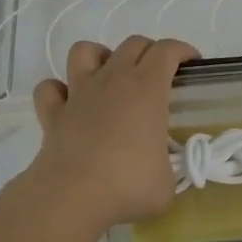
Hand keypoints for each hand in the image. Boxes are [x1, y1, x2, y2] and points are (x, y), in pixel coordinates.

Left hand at [21, 36, 199, 235]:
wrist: (72, 196)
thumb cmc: (128, 184)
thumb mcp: (167, 181)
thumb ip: (167, 167)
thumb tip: (160, 170)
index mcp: (147, 89)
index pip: (167, 51)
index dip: (182, 50)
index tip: (192, 64)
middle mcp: (113, 80)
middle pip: (132, 44)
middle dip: (149, 51)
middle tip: (158, 75)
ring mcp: (79, 93)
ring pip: (84, 51)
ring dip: (100, 57)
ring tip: (109, 77)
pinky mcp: (52, 114)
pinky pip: (50, 88)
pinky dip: (58, 90)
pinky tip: (69, 104)